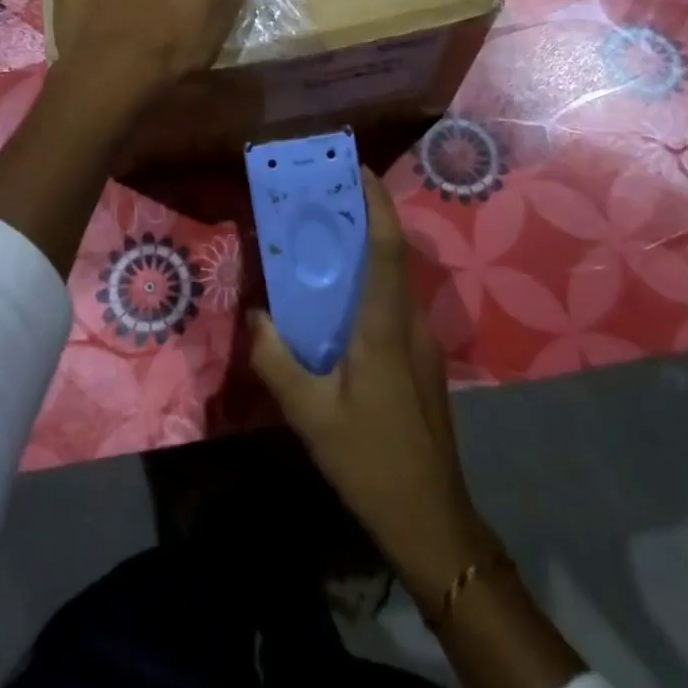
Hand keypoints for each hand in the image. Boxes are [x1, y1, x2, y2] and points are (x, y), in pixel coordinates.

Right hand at [249, 170, 493, 610]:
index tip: (356, 169)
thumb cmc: (370, 460)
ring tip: (322, 243)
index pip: (387, 248)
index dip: (376, 203)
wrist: (431, 519)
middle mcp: (410, 323)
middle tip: (321, 199)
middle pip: (390, 255)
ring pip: (392, 281)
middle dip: (362, 218)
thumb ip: (277, 360)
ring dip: (364, 253)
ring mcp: (421, 342)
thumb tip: (255, 315)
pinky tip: (337, 304)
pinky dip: (368, 285)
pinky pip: (392, 305)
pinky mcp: (420, 360)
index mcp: (385, 327)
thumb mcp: (310, 415)